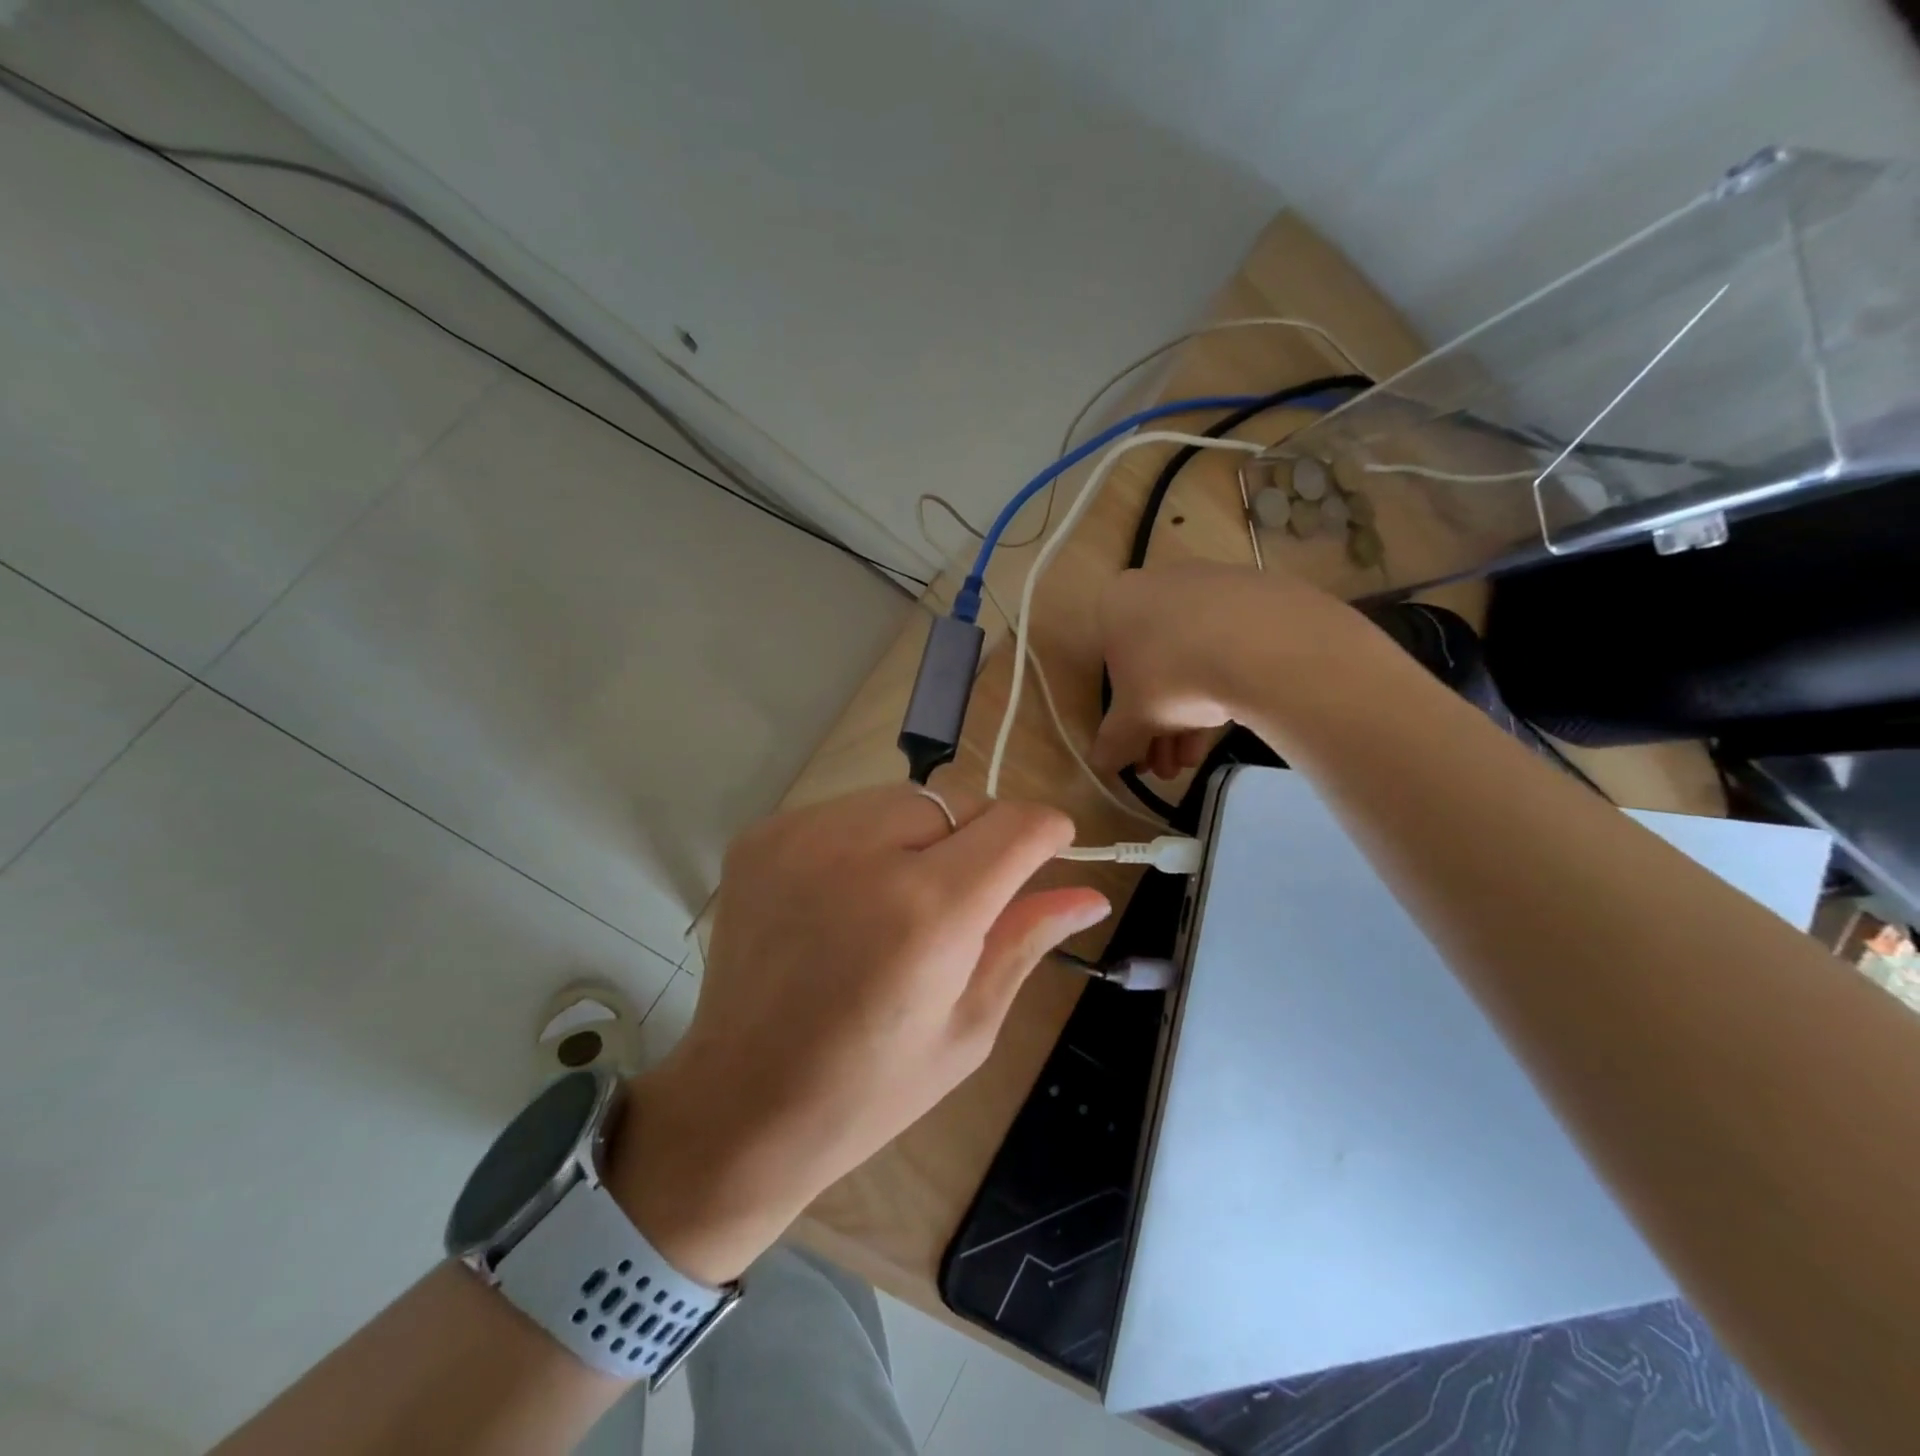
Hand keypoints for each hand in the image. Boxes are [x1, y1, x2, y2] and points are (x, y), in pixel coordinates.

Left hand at [612, 785, 1110, 1283]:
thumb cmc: (870, 1088)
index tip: (1050, 853)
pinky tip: (848, 899)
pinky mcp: (762, 836)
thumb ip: (1026, 939)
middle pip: (958, 801)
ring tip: (898, 903)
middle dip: (978, 839)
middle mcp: (861, 851)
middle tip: (961, 904)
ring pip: (902, 799)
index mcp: (927, 910)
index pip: (1015, 824)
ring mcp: (801, 835)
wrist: (740, 1104)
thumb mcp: (969, 1024)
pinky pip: (845, 812)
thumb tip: (1089, 893)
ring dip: (921, 837)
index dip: (1046, 833)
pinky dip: (865, 842)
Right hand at [1092, 562, 1366, 777]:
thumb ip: (1112, 743)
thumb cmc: (1171, 677)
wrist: (1260, 643)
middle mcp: (1156, 584)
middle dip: (1158, 723)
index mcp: (1116, 603)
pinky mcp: (1254, 594)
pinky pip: (1227, 644)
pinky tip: (1229, 721)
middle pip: (1153, 666)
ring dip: (1188, 714)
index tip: (1139, 750)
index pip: (1111, 668)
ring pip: (1190, 657)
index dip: (1124, 718)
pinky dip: (1223, 682)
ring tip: (1195, 758)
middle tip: (1168, 765)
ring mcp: (1208, 585)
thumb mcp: (1131, 721)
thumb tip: (1100, 764)